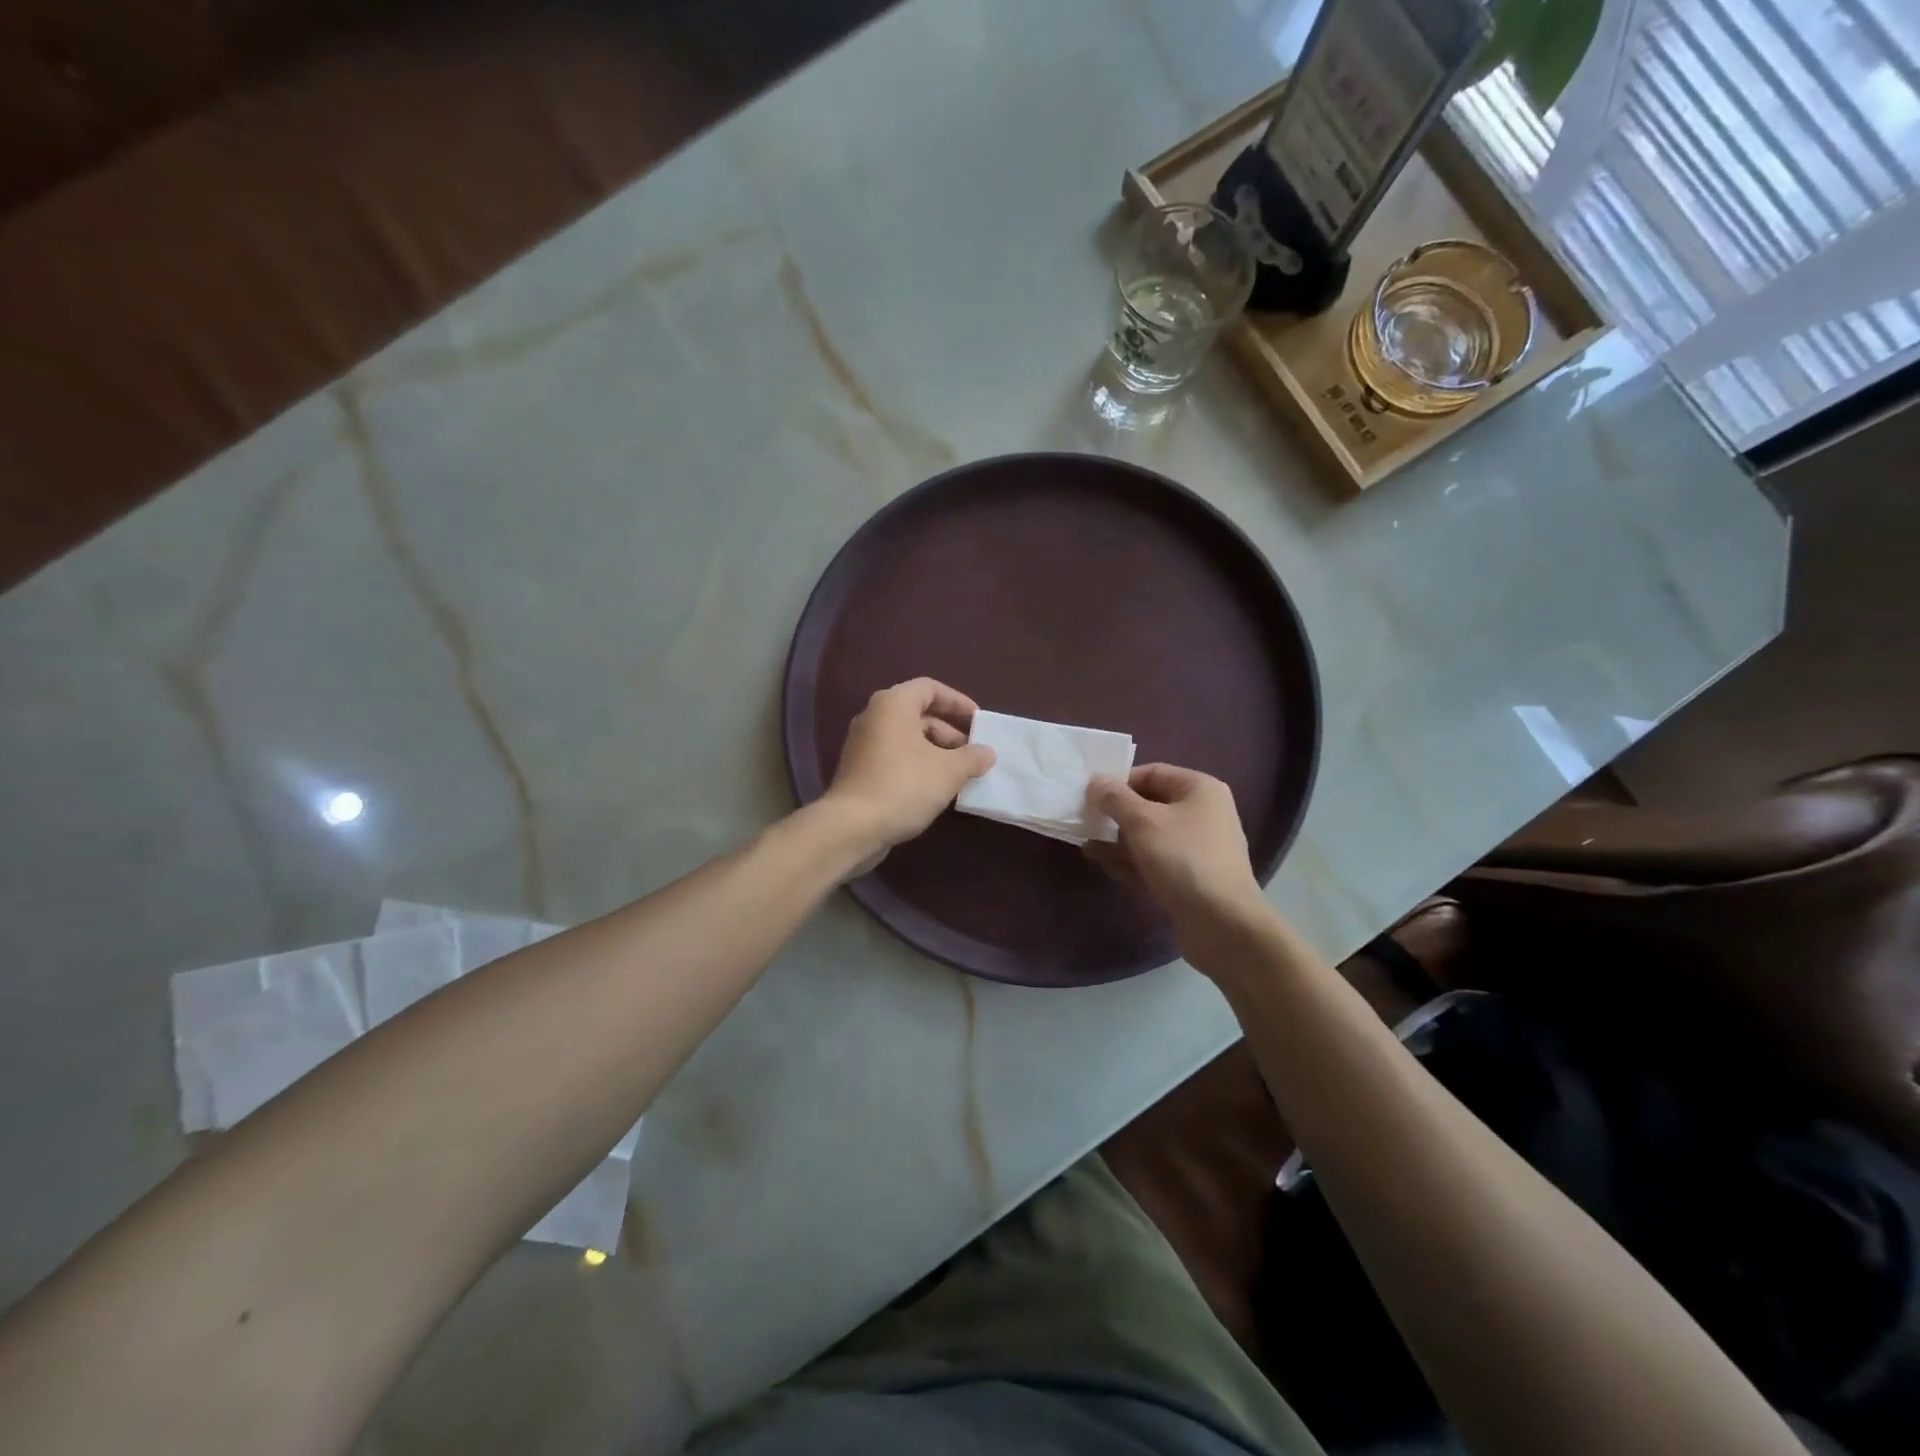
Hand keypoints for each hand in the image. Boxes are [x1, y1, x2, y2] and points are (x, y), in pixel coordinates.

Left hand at [824, 678, 995, 851]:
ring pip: (907, 739)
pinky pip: (895, 757)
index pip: (930, 688)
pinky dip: (917, 766)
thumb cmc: (904, 786)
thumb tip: (987, 753)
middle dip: (949, 733)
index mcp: (893, 704)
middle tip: (972, 756)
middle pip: (919, 714)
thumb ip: (972, 757)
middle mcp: (874, 717)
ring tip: (959, 776)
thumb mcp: (949, 771)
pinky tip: (934, 790)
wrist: (852, 827)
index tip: (978, 722)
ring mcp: (862, 744)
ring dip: (936, 753)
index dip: (958, 702)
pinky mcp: (859, 770)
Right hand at [1088, 764, 1266, 937]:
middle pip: (1150, 805)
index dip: (1119, 782)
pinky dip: (1132, 862)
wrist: (1223, 923)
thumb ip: (1115, 799)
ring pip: (1150, 836)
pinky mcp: (1191, 877)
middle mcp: (1203, 813)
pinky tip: (1105, 867)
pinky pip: (1156, 861)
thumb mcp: (1143, 822)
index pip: (1151, 773)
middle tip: (1085, 823)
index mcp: (1199, 789)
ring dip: (1119, 841)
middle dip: (1116, 815)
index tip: (1089, 797)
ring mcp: (1198, 848)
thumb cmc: (1183, 859)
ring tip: (1087, 847)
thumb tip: (1096, 781)